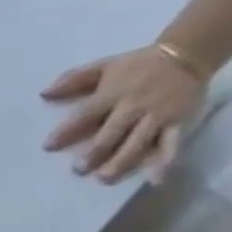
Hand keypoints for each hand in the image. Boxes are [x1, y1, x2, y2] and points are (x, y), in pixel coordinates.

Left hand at [42, 45, 207, 184]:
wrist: (188, 52)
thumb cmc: (136, 64)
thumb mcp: (103, 66)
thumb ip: (72, 79)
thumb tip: (43, 93)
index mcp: (112, 94)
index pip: (84, 115)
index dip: (66, 131)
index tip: (47, 147)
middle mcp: (134, 106)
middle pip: (112, 133)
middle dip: (94, 152)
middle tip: (78, 170)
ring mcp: (157, 115)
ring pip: (138, 142)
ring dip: (121, 161)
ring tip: (104, 178)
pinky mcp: (179, 120)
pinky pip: (172, 142)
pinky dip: (166, 160)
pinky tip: (156, 179)